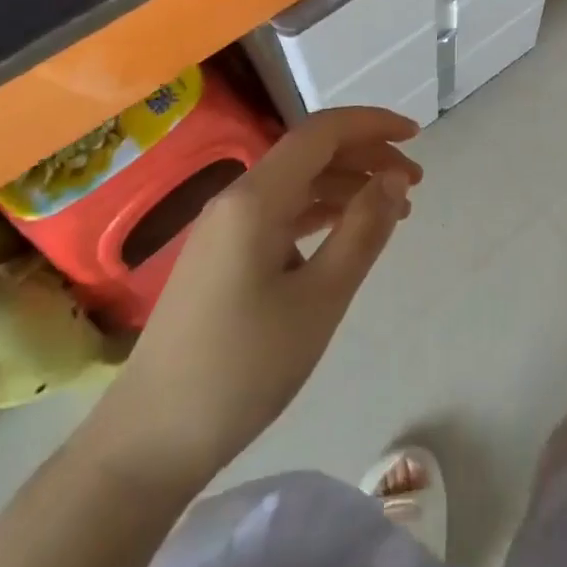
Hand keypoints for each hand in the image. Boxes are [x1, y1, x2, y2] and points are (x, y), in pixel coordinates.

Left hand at [84, 107, 420, 492]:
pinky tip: (346, 232)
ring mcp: (224, 227)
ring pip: (296, 183)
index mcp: (256, 198)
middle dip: (366, 156)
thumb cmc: (243, 368)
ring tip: (394, 210)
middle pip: (310, 153)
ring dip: (347, 185)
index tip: (416, 137)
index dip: (373, 125)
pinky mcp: (222, 255)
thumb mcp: (319, 299)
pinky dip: (321, 212)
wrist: (151, 440)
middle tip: (414, 183)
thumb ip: (362, 230)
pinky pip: (280, 213)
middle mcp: (237, 198)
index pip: (322, 132)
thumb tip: (394, 178)